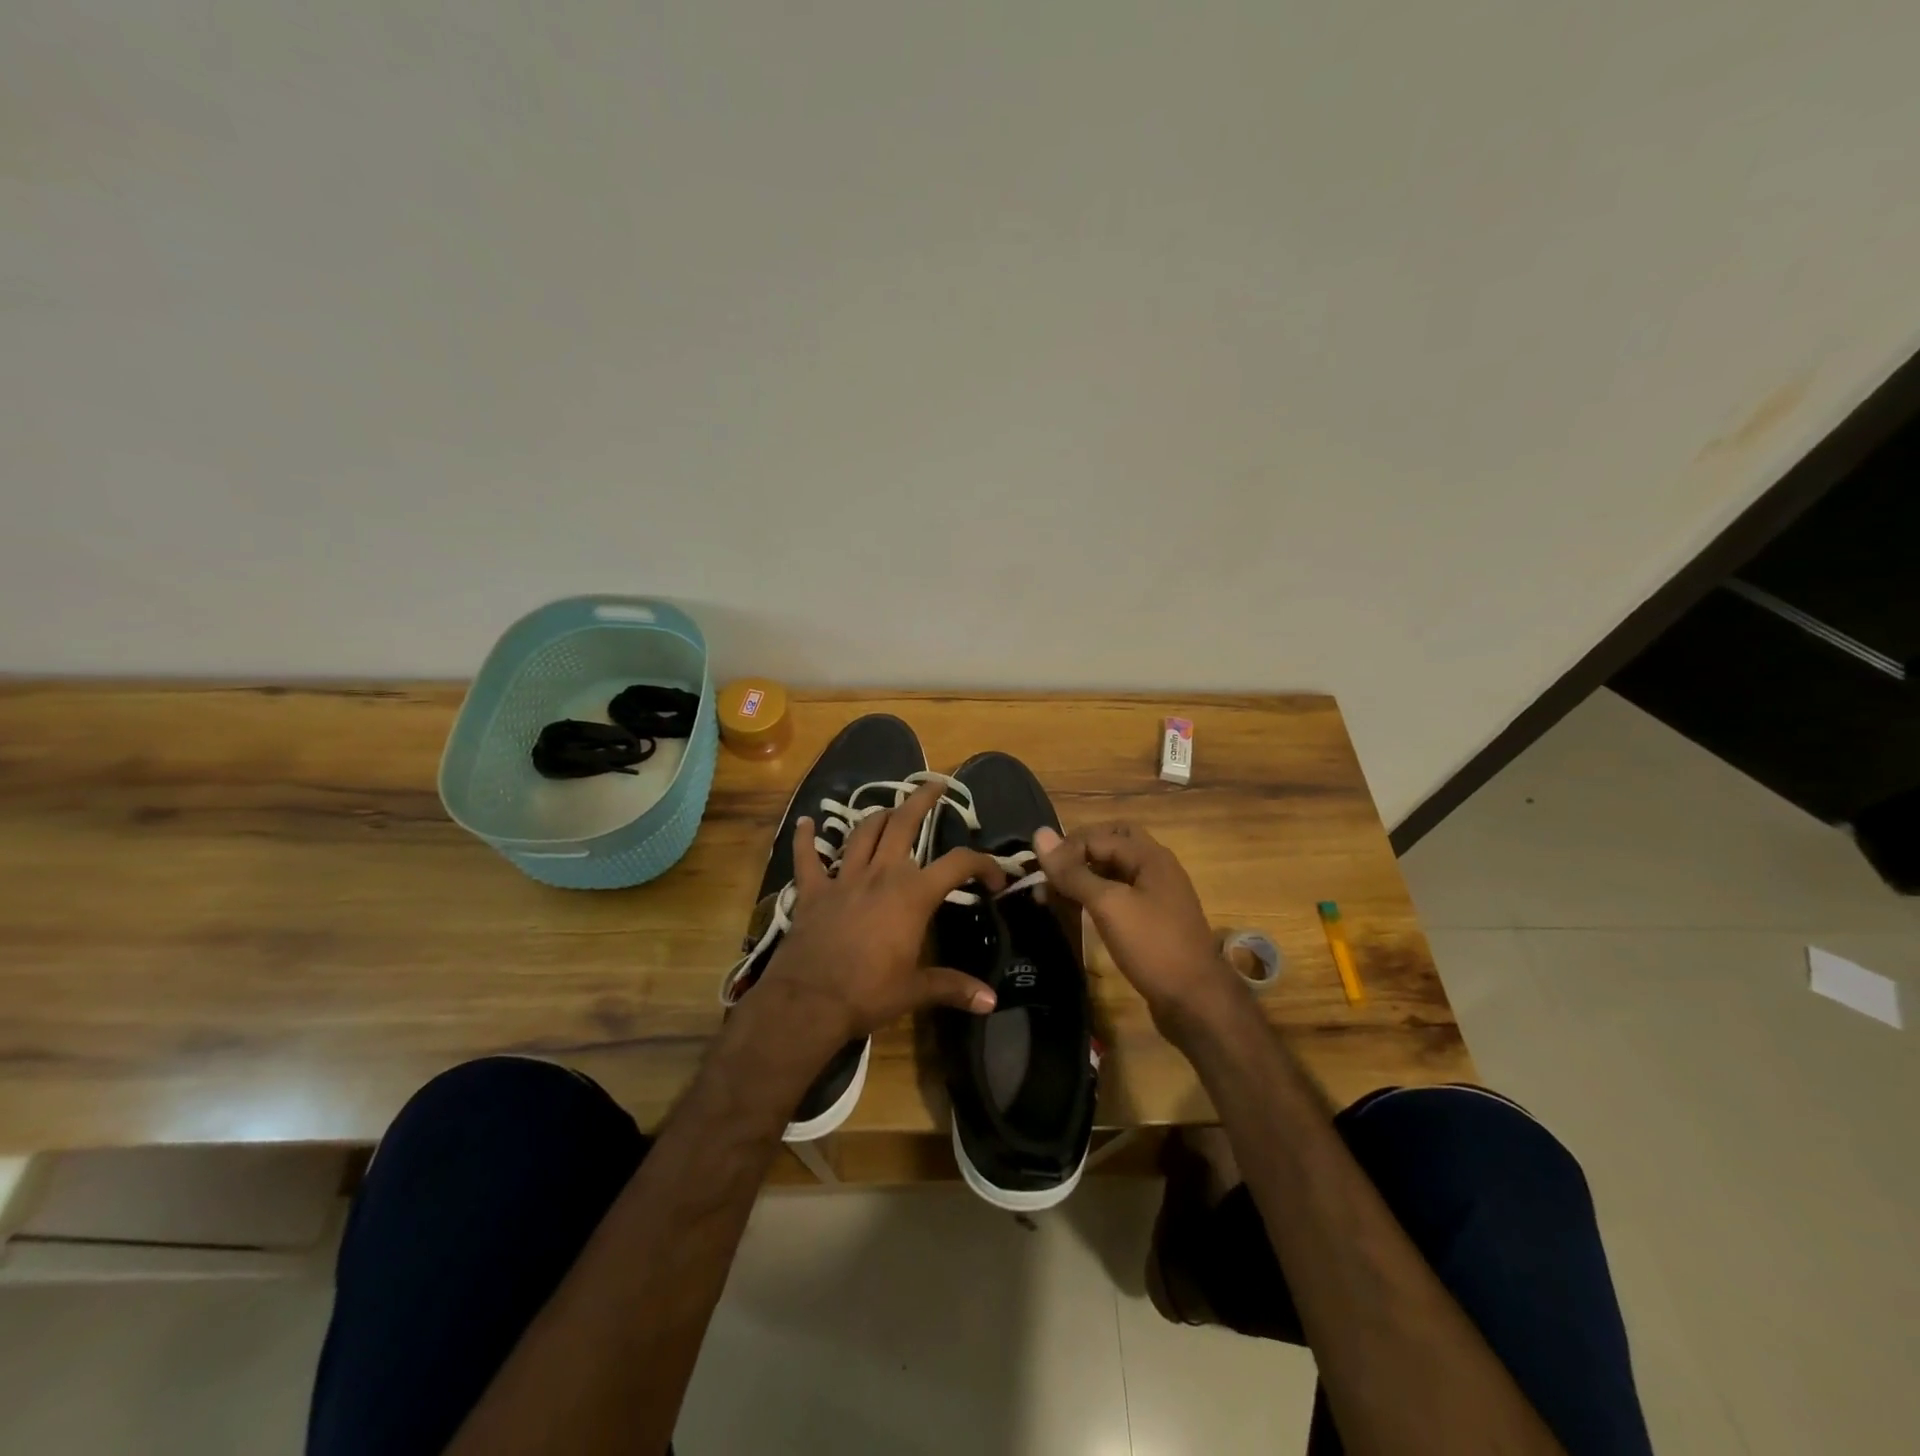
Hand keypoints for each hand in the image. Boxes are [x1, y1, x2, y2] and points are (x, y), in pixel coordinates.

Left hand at [752, 779, 1006, 1051]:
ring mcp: (843, 879)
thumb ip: (953, 988)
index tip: (995, 880)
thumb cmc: (868, 994)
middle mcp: (880, 874)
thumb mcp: (915, 991)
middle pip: (903, 824)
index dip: (983, 864)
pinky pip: (806, 858)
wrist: (808, 1002)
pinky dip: (804, 839)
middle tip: (935, 786)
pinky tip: (804, 822)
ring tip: (890, 809)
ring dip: (878, 816)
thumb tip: (992, 1002)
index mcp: (912, 895)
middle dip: (922, 800)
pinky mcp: (812, 891)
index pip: (958, 864)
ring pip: (862, 832)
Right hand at [1032, 821, 1244, 1037]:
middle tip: (1051, 873)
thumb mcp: (1109, 905)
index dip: (1065, 849)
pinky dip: (1095, 896)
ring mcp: (1155, 894)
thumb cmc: (1152, 946)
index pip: (1097, 835)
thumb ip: (1073, 872)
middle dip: (1077, 854)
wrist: (1195, 1000)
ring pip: (1113, 870)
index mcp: (1149, 856)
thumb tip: (1040, 834)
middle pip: (1110, 844)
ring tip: (1051, 894)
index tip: (1037, 873)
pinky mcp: (1152, 919)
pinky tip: (1076, 910)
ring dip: (1082, 876)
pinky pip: (1118, 894)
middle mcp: (1155, 867)